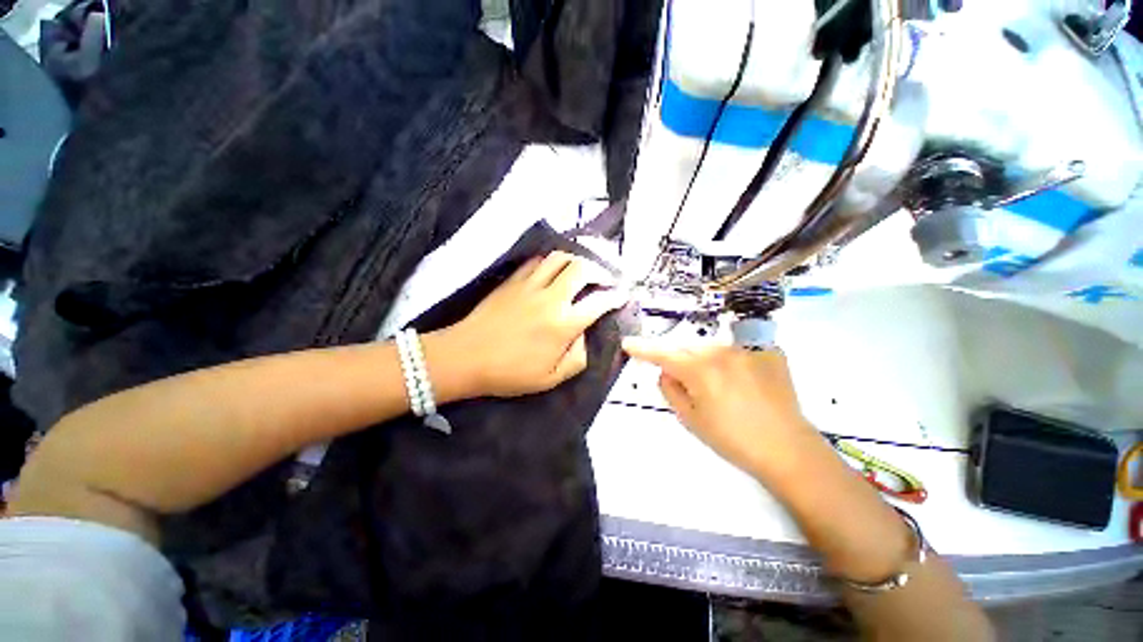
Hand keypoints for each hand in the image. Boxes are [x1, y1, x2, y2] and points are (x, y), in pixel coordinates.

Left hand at [435, 252, 627, 397]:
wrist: (466, 356)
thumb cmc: (509, 373)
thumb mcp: (550, 379)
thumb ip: (576, 358)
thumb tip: (583, 336)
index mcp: (563, 325)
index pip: (598, 302)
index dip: (615, 297)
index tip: (622, 295)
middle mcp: (551, 298)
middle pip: (582, 269)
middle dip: (600, 270)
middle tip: (605, 279)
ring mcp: (530, 285)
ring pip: (560, 258)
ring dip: (577, 260)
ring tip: (582, 270)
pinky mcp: (513, 281)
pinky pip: (537, 261)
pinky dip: (551, 261)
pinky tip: (554, 269)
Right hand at [622, 337, 821, 481]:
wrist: (788, 449)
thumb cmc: (733, 439)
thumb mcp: (690, 419)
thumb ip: (670, 389)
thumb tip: (666, 372)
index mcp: (700, 370)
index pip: (663, 354)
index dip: (643, 349)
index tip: (628, 343)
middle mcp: (722, 351)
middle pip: (688, 350)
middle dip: (680, 361)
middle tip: (689, 385)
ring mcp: (748, 348)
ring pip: (712, 349)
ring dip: (707, 362)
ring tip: (721, 389)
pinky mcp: (769, 351)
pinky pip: (738, 351)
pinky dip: (733, 363)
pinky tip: (745, 384)